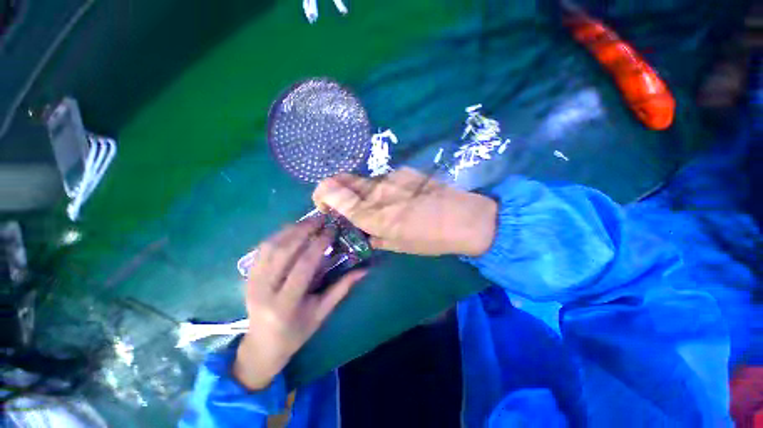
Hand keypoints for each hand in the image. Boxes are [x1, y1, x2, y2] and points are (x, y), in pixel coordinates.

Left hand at [233, 217, 365, 389]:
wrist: (262, 346)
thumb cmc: (297, 332)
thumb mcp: (322, 312)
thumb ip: (342, 288)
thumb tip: (364, 270)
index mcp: (286, 304)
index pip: (303, 265)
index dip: (319, 244)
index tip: (332, 230)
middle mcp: (264, 290)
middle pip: (284, 251)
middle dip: (304, 230)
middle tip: (321, 218)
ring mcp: (251, 281)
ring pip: (270, 246)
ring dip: (291, 229)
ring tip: (309, 221)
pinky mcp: (247, 276)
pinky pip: (262, 249)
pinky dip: (278, 235)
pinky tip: (292, 229)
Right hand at [312, 167, 497, 255]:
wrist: (466, 218)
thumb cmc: (432, 239)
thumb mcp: (400, 246)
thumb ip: (375, 237)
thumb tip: (365, 232)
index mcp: (374, 215)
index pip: (333, 192)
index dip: (321, 195)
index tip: (324, 205)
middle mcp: (378, 191)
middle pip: (344, 179)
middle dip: (336, 190)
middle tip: (344, 204)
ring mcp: (392, 177)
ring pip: (365, 181)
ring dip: (363, 192)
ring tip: (381, 205)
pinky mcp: (405, 171)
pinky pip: (384, 179)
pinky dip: (382, 189)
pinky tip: (400, 198)